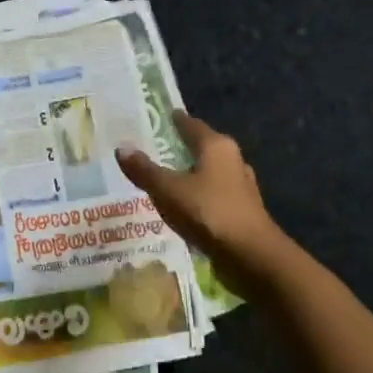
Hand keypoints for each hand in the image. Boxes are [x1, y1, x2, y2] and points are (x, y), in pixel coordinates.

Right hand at [117, 112, 290, 296]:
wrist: (251, 255)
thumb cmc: (208, 212)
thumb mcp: (168, 190)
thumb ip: (144, 170)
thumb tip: (122, 148)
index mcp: (216, 146)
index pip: (191, 124)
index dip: (174, 120)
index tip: (158, 117)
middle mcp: (233, 160)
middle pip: (202, 147)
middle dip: (181, 147)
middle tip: (154, 148)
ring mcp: (241, 186)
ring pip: (209, 172)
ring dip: (190, 173)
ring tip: (165, 177)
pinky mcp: (242, 210)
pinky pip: (213, 194)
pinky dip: (198, 195)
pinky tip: (184, 205)